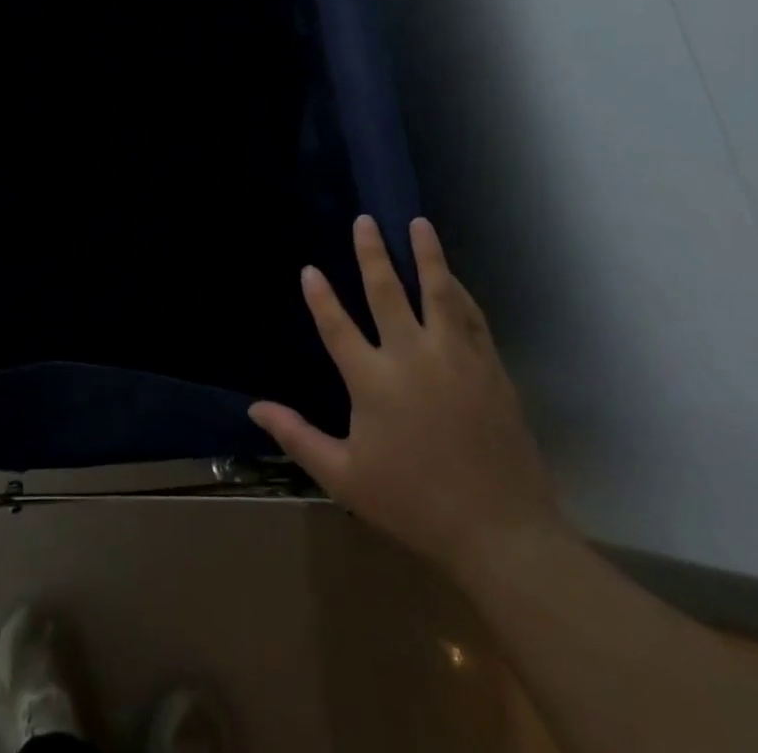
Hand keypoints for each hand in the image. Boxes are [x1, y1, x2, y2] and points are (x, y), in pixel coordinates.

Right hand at [249, 216, 564, 574]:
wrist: (502, 535)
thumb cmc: (415, 505)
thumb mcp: (344, 478)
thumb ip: (297, 437)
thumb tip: (255, 408)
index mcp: (374, 382)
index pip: (338, 327)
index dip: (320, 297)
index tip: (309, 269)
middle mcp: (413, 359)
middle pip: (388, 293)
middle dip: (373, 254)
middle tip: (365, 221)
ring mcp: (456, 360)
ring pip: (438, 293)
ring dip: (427, 255)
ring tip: (418, 224)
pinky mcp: (490, 369)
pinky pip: (472, 318)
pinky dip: (459, 291)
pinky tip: (452, 278)